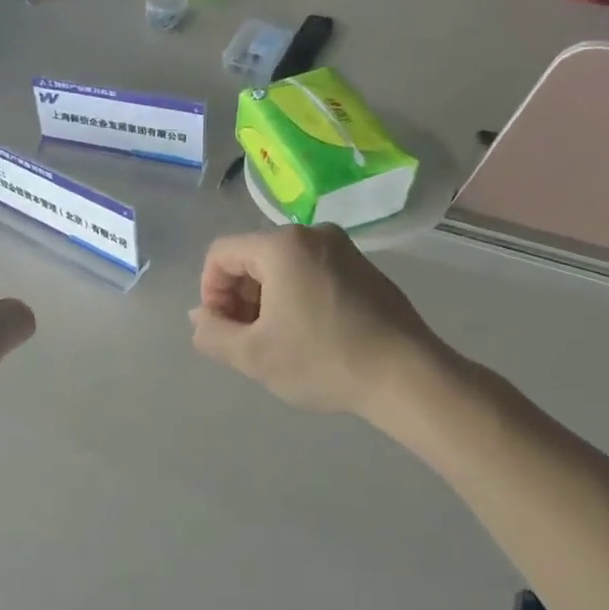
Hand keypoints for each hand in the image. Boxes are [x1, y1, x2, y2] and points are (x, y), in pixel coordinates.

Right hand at [190, 226, 452, 418]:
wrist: (407, 376)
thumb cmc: (322, 360)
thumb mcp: (253, 355)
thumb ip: (211, 333)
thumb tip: (200, 316)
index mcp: (282, 244)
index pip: (221, 254)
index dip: (209, 291)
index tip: (222, 329)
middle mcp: (312, 233)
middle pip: (252, 258)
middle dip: (238, 297)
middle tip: (245, 340)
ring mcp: (343, 248)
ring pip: (282, 266)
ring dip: (266, 299)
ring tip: (276, 341)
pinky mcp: (364, 268)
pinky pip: (312, 272)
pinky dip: (296, 297)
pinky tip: (308, 335)